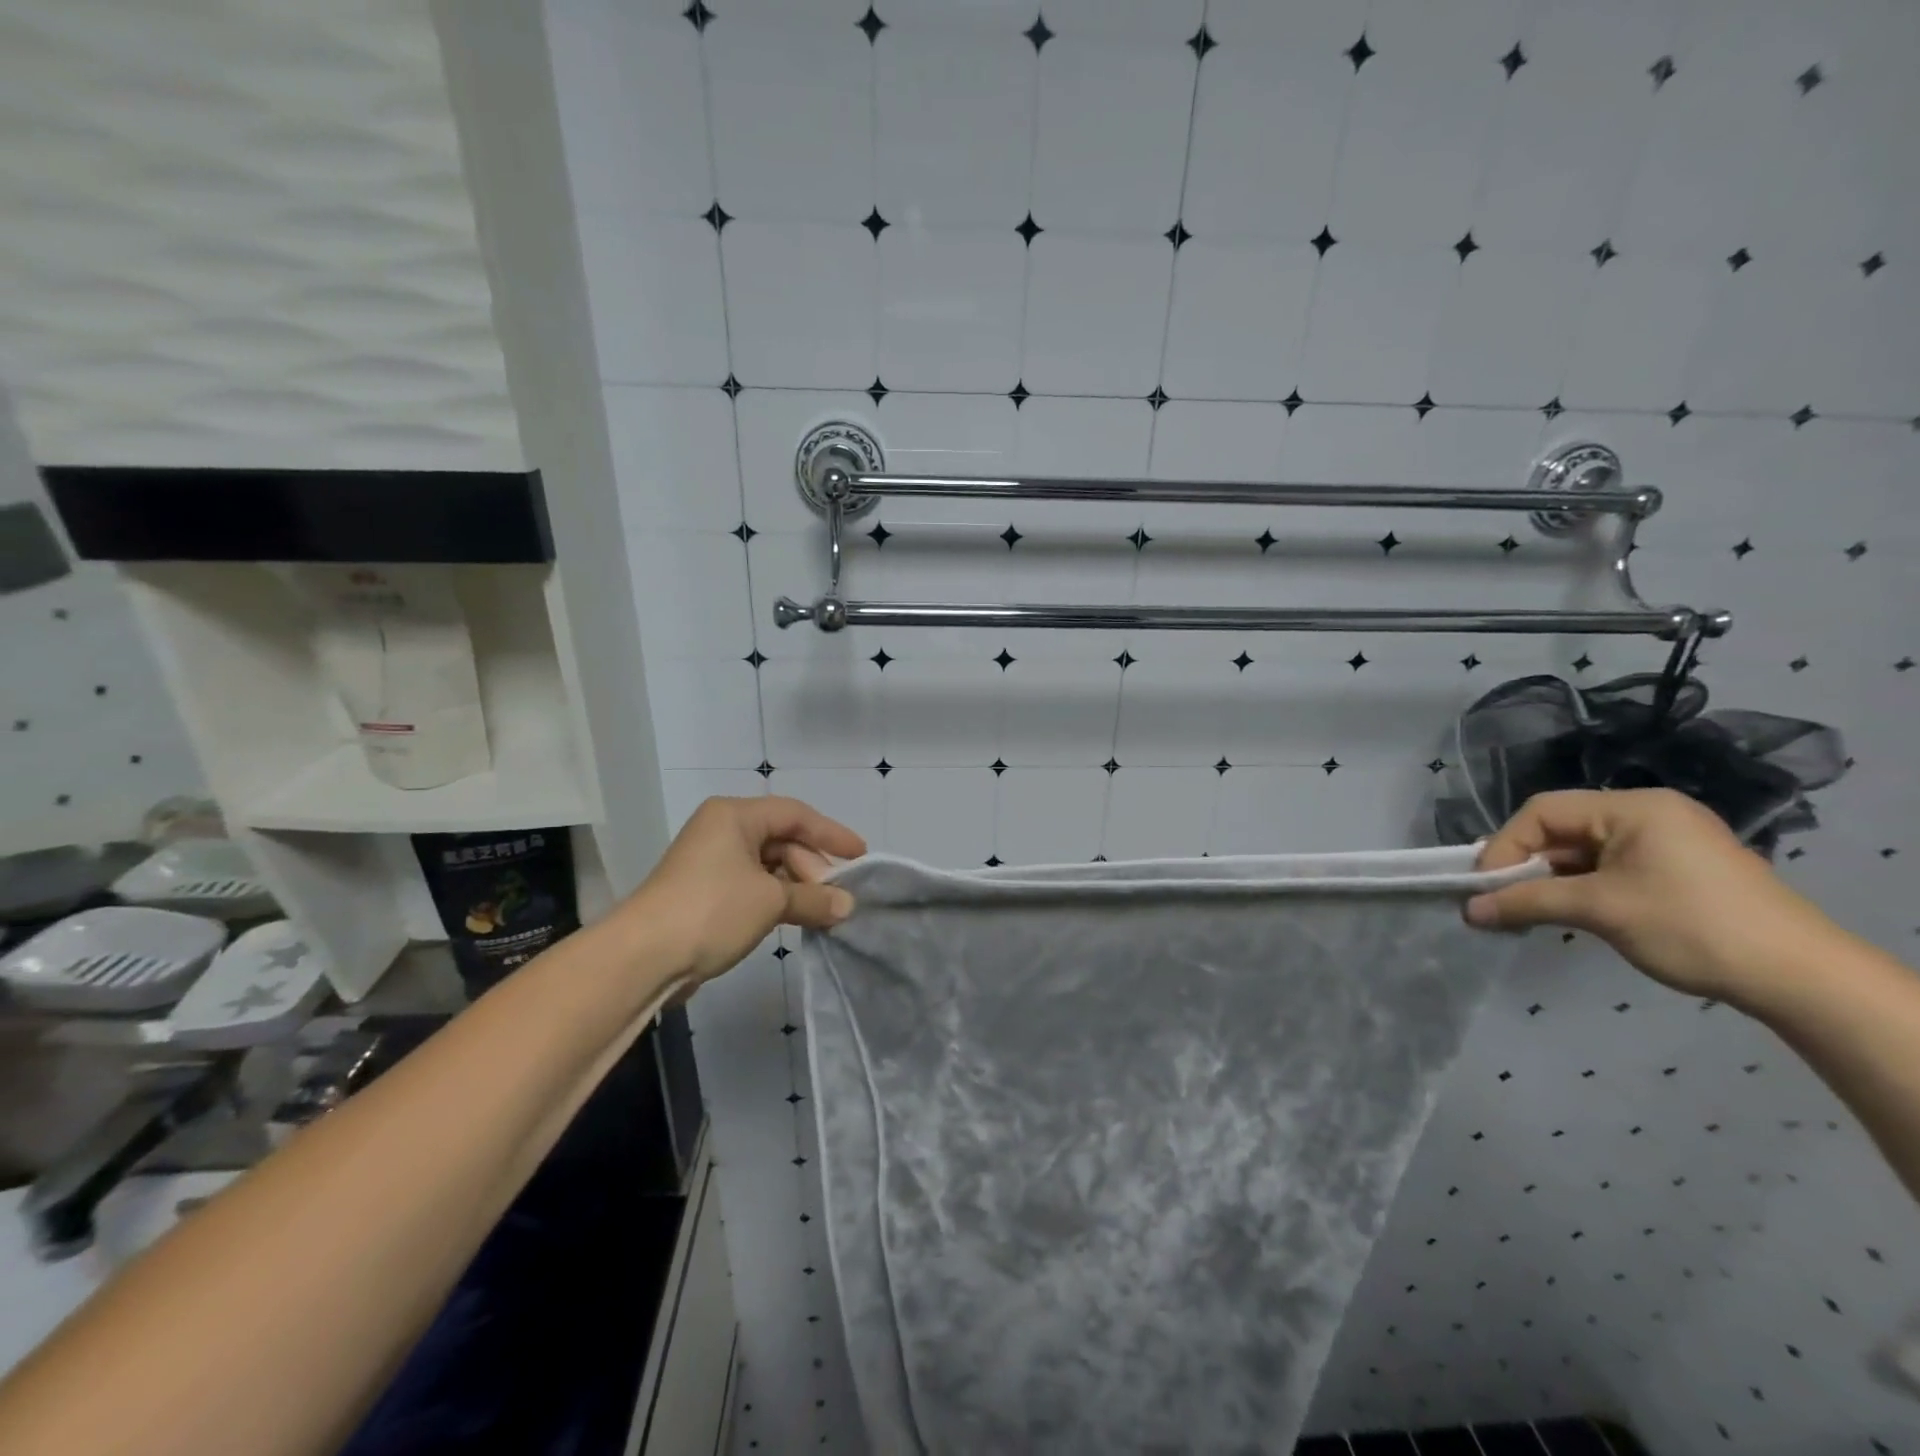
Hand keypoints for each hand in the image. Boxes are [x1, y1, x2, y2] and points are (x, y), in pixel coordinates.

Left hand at [623, 796, 865, 982]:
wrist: (643, 957)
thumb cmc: (712, 910)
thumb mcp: (771, 900)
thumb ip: (814, 898)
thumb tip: (847, 906)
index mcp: (734, 816)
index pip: (795, 814)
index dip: (831, 834)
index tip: (860, 856)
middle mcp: (722, 831)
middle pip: (782, 840)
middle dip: (813, 867)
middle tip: (837, 896)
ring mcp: (711, 863)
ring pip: (768, 866)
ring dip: (797, 887)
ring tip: (823, 911)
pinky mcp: (705, 893)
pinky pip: (753, 887)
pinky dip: (777, 899)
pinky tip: (796, 918)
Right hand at [1466, 788, 1836, 1004]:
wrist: (1802, 979)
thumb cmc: (1692, 927)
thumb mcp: (1600, 910)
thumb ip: (1527, 902)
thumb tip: (1469, 911)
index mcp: (1634, 807)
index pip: (1542, 812)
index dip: (1504, 846)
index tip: (1483, 886)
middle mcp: (1648, 813)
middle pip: (1561, 829)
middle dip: (1524, 865)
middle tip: (1497, 900)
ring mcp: (1666, 841)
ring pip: (1582, 851)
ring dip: (1549, 880)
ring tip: (1525, 911)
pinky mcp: (1677, 869)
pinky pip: (1608, 867)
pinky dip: (1579, 887)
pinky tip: (1566, 912)